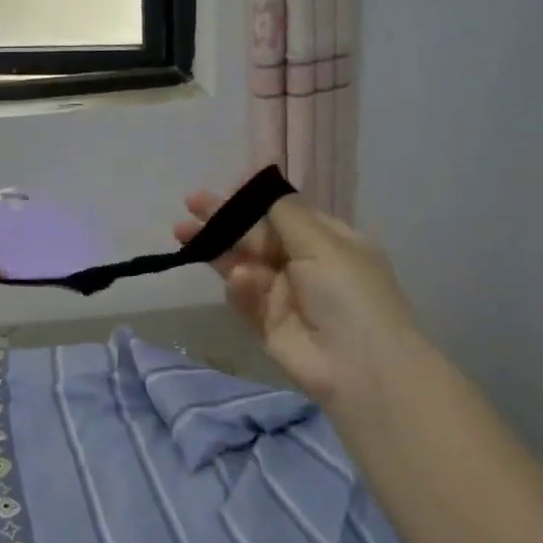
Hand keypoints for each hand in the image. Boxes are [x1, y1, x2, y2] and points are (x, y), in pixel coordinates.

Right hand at [175, 187, 423, 416]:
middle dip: (225, 219)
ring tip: (183, 232)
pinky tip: (240, 281)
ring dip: (216, 247)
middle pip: (256, 235)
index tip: (228, 186)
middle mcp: (304, 263)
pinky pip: (244, 297)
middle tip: (191, 203)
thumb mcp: (322, 242)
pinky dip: (240, 287)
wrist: (358, 367)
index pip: (284, 212)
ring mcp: (283, 293)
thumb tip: (262, 175)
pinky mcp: (265, 321)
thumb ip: (284, 211)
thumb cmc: (348, 293)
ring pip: (242, 262)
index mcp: (327, 240)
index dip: (255, 199)